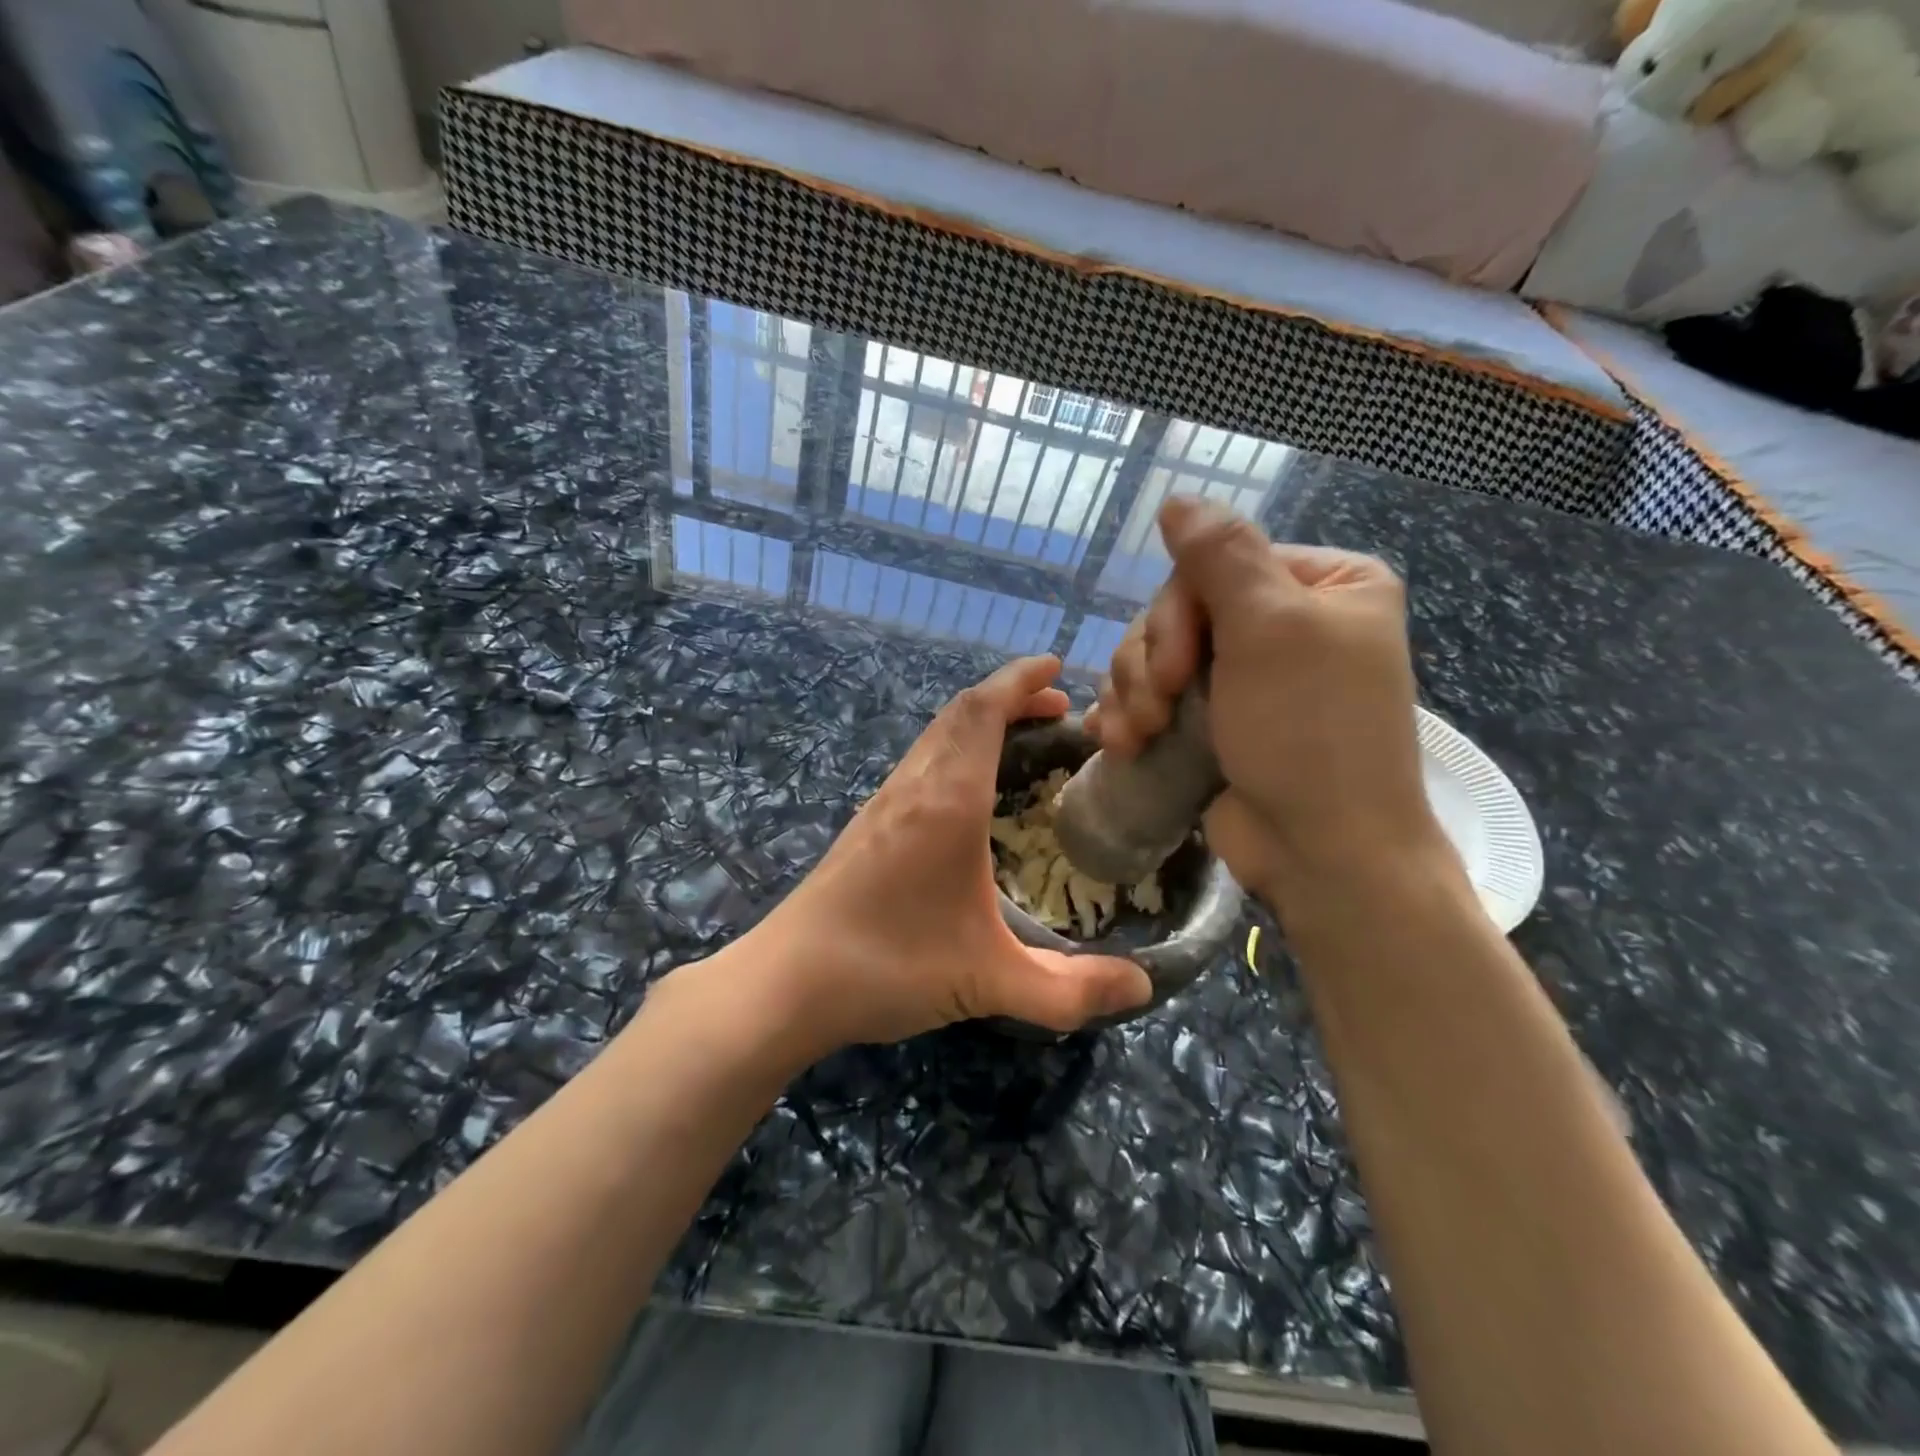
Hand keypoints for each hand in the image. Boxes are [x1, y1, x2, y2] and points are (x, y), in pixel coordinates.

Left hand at [737, 656, 1152, 1053]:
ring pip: (936, 736)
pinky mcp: (866, 825)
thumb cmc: (889, 966)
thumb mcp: (990, 981)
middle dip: (1010, 697)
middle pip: (959, 712)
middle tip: (1058, 707)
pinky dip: (956, 749)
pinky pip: (920, 761)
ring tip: (1023, 738)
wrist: (786, 982)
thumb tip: (1143, 987)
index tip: (1057, 668)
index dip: (1020, 680)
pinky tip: (971, 792)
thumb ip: (1070, 989)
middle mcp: (913, 787)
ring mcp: (883, 803)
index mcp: (947, 801)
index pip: (982, 710)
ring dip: (980, 721)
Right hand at [1086, 498, 1448, 906]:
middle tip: (1155, 710)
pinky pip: (1156, 697)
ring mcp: (1247, 677)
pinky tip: (1118, 742)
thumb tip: (1177, 498)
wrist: (1324, 853)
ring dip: (1134, 694)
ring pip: (1156, 656)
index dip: (1176, 613)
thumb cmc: (1309, 733)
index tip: (1173, 669)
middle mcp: (1286, 624)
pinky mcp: (1216, 720)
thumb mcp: (1270, 629)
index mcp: (1321, 586)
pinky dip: (1131, 716)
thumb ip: (1220, 555)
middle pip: (1179, 612)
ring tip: (1135, 737)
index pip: (1216, 564)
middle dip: (1151, 663)